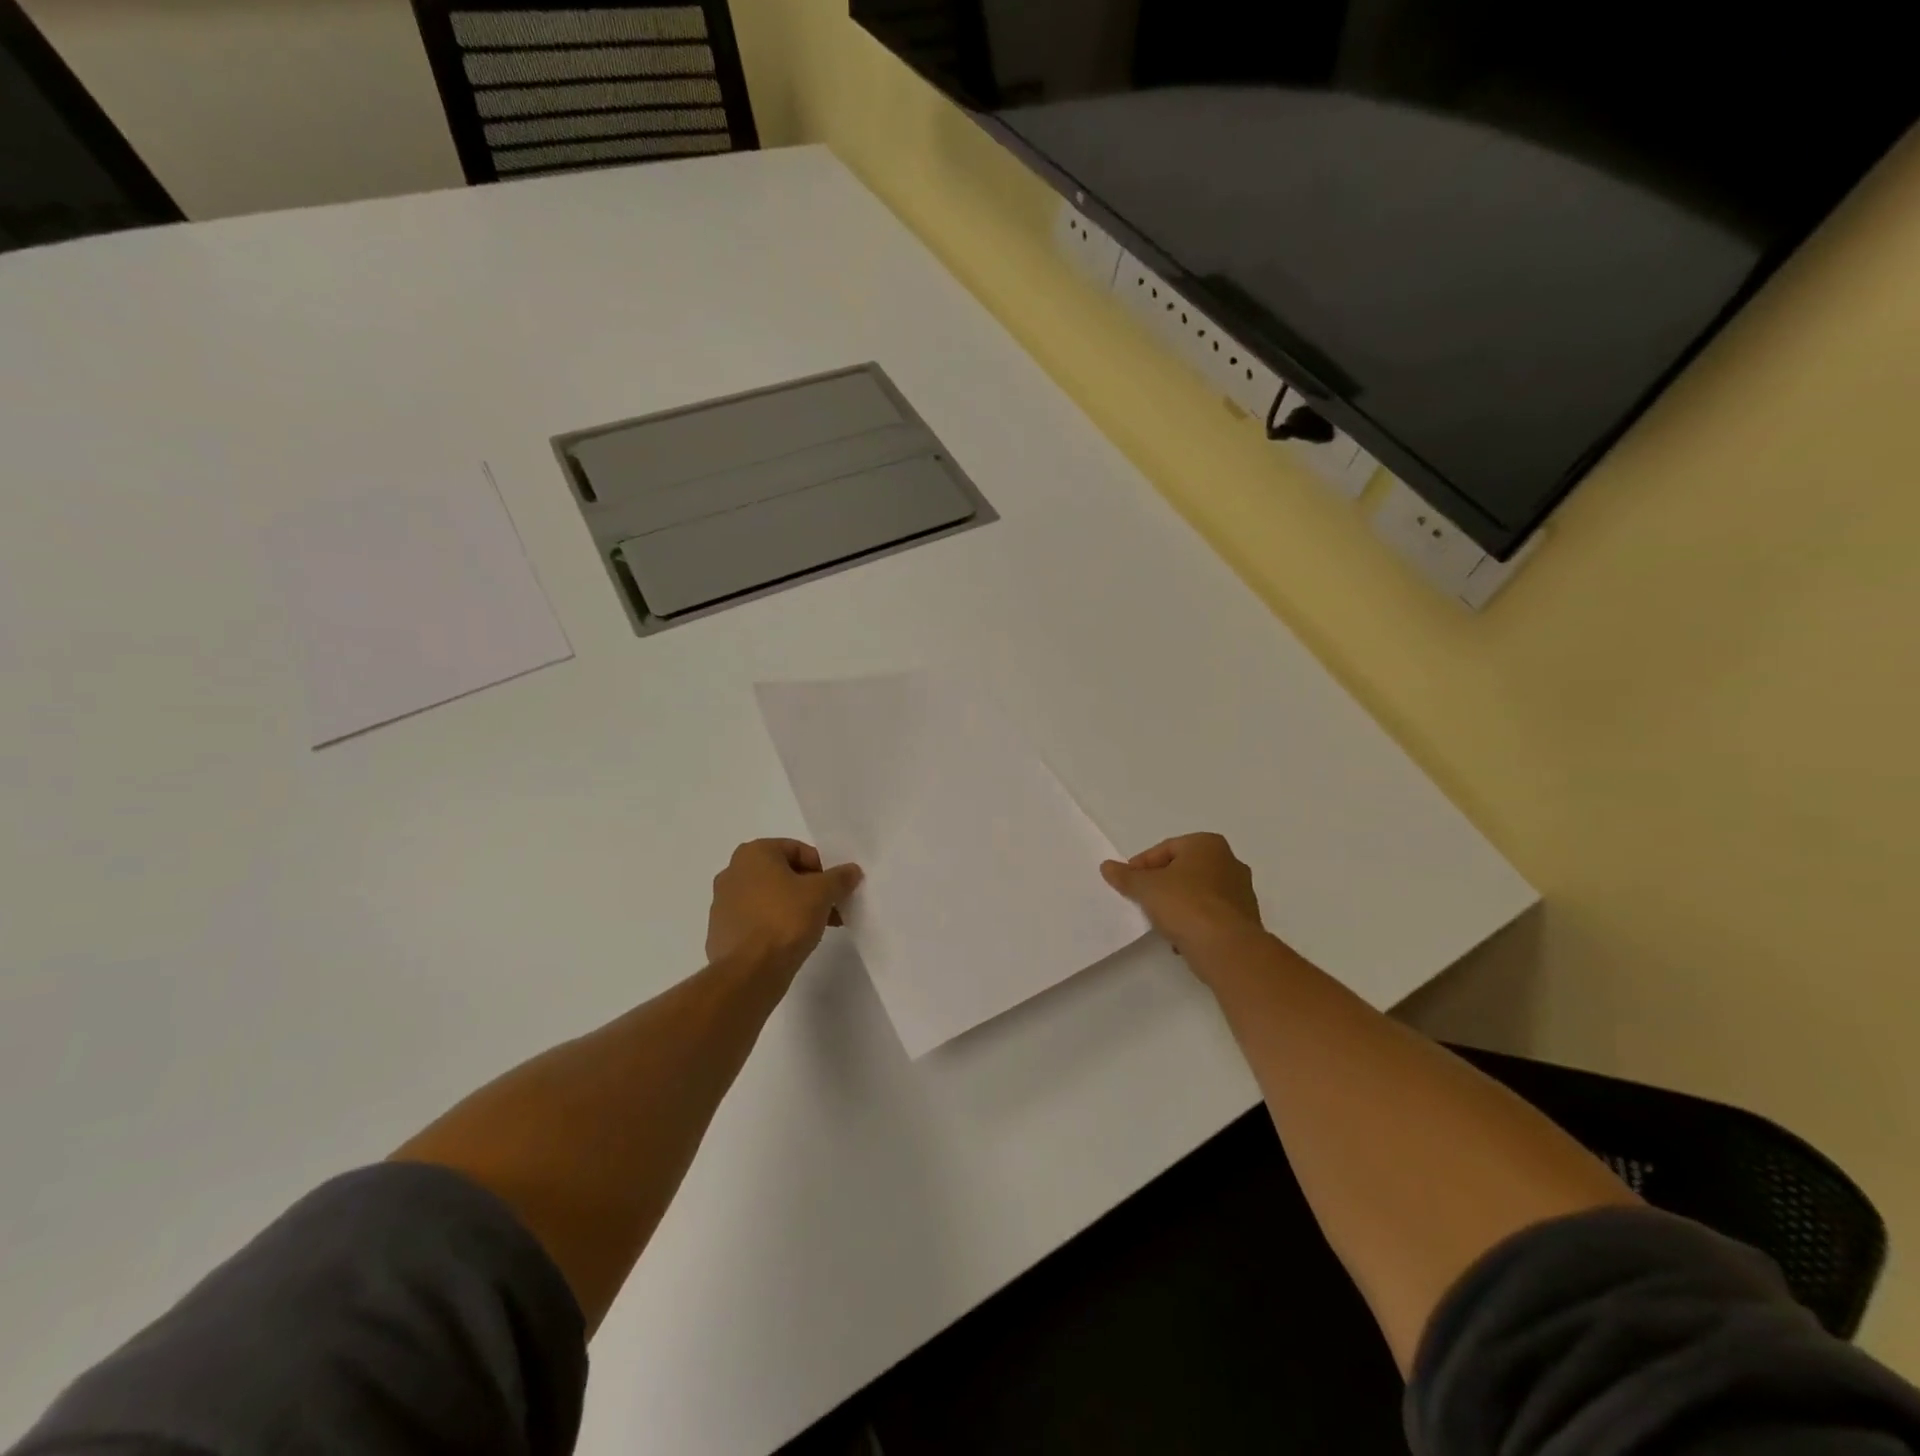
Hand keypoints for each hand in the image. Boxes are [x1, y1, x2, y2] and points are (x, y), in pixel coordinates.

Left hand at [707, 839, 862, 978]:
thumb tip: (851, 870)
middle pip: (783, 874)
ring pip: (770, 898)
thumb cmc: (785, 919)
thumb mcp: (822, 893)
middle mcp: (733, 872)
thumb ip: (839, 877)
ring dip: (796, 907)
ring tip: (820, 926)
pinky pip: (757, 920)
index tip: (837, 887)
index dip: (822, 867)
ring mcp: (723, 903)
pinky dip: (776, 924)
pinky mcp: (722, 932)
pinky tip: (795, 941)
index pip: (797, 850)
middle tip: (832, 906)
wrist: (749, 971)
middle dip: (811, 889)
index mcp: (753, 853)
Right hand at [1101, 833, 1263, 957]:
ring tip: (1160, 922)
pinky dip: (1195, 922)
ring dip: (1178, 905)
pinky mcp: (1246, 919)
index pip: (1165, 849)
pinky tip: (1180, 938)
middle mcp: (1230, 862)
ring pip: (1198, 894)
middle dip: (1161, 885)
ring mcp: (1242, 892)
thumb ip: (1126, 876)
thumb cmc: (1185, 904)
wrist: (1226, 947)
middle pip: (1183, 870)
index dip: (1141, 866)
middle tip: (1142, 900)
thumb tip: (1107, 866)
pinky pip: (1211, 915)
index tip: (1128, 884)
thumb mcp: (1146, 888)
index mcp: (1207, 844)